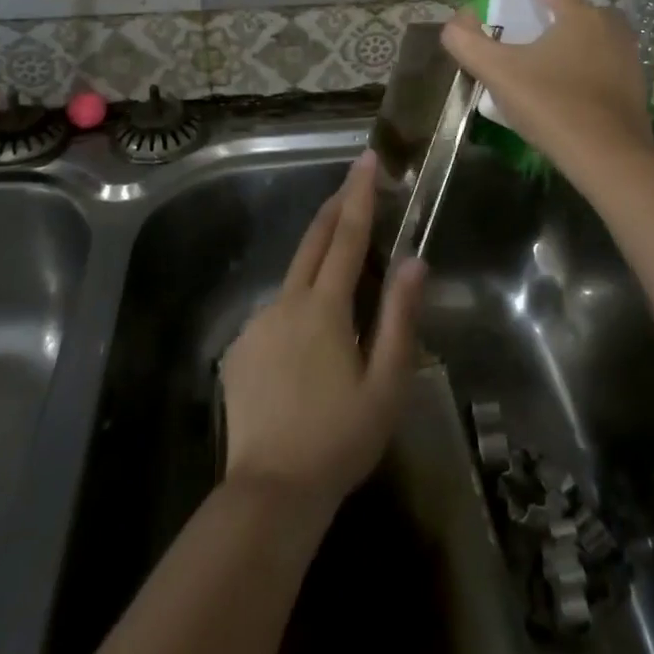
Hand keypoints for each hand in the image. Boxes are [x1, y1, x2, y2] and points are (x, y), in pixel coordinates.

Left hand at [219, 151, 426, 511]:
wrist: (269, 494)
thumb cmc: (340, 439)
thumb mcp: (386, 385)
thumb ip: (400, 318)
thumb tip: (414, 261)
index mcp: (324, 308)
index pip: (347, 236)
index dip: (359, 194)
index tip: (366, 159)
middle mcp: (286, 303)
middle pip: (313, 241)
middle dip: (334, 205)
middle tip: (352, 180)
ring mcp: (257, 325)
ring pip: (293, 278)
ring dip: (318, 261)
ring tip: (342, 275)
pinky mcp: (239, 350)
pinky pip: (275, 314)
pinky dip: (297, 308)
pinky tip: (307, 345)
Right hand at [442, 0, 653, 171]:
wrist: (610, 157)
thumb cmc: (552, 104)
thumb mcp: (500, 73)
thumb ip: (469, 43)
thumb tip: (454, 21)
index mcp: (578, 16)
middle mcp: (608, 27)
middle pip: (576, 9)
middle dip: (556, 9)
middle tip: (535, 19)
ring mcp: (627, 57)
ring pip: (593, 36)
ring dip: (573, 38)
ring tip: (551, 54)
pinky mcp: (635, 86)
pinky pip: (604, 62)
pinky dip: (586, 64)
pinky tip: (572, 84)